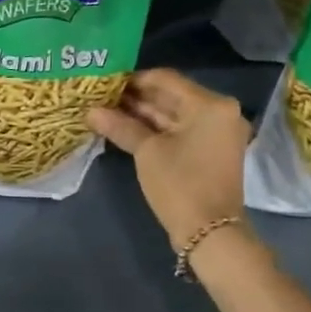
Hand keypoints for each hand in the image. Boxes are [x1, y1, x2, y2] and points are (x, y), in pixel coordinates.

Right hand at [88, 69, 250, 249]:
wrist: (209, 233)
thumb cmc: (180, 184)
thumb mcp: (147, 151)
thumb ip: (120, 126)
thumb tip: (90, 112)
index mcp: (210, 104)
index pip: (165, 79)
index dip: (133, 79)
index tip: (104, 83)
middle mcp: (219, 112)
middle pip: (171, 96)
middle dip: (136, 98)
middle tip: (101, 98)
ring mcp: (217, 132)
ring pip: (174, 114)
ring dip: (143, 114)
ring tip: (108, 111)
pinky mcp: (211, 150)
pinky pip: (181, 130)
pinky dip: (156, 129)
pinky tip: (126, 128)